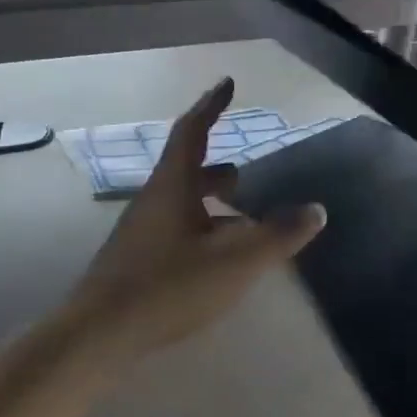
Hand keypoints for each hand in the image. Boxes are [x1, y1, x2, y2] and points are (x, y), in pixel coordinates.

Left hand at [66, 78, 325, 362]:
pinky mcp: (136, 260)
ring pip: (180, 203)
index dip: (212, 105)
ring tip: (241, 217)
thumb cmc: (170, 286)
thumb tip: (316, 210)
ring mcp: (140, 231)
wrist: (101, 332)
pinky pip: (174, 229)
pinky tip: (217, 259)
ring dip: (210, 201)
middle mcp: (153, 200)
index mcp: (173, 186)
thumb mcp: (236, 261)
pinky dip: (201, 229)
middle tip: (242, 172)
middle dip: (216, 165)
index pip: (193, 131)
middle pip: (185, 169)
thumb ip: (278, 235)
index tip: (228, 83)